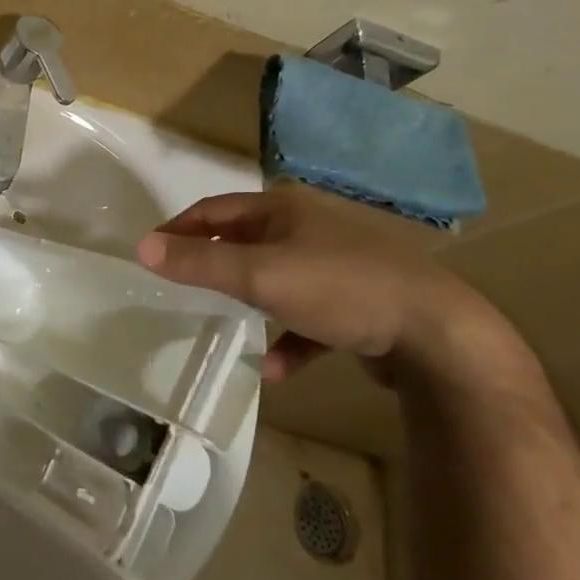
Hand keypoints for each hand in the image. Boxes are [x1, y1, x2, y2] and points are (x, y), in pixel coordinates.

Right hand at [135, 184, 505, 382]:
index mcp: (284, 209)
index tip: (150, 252)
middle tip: (181, 286)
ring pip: (277, 280)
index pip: (215, 210)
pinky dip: (290, 338)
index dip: (179, 228)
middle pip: (245, 242)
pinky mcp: (359, 305)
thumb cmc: (339, 289)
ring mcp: (337, 267)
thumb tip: (141, 248)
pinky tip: (278, 369)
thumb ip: (200, 263)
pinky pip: (310, 319)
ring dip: (250, 302)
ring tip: (223, 323)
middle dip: (213, 263)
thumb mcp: (260, 275)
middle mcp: (309, 229)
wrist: (438, 333)